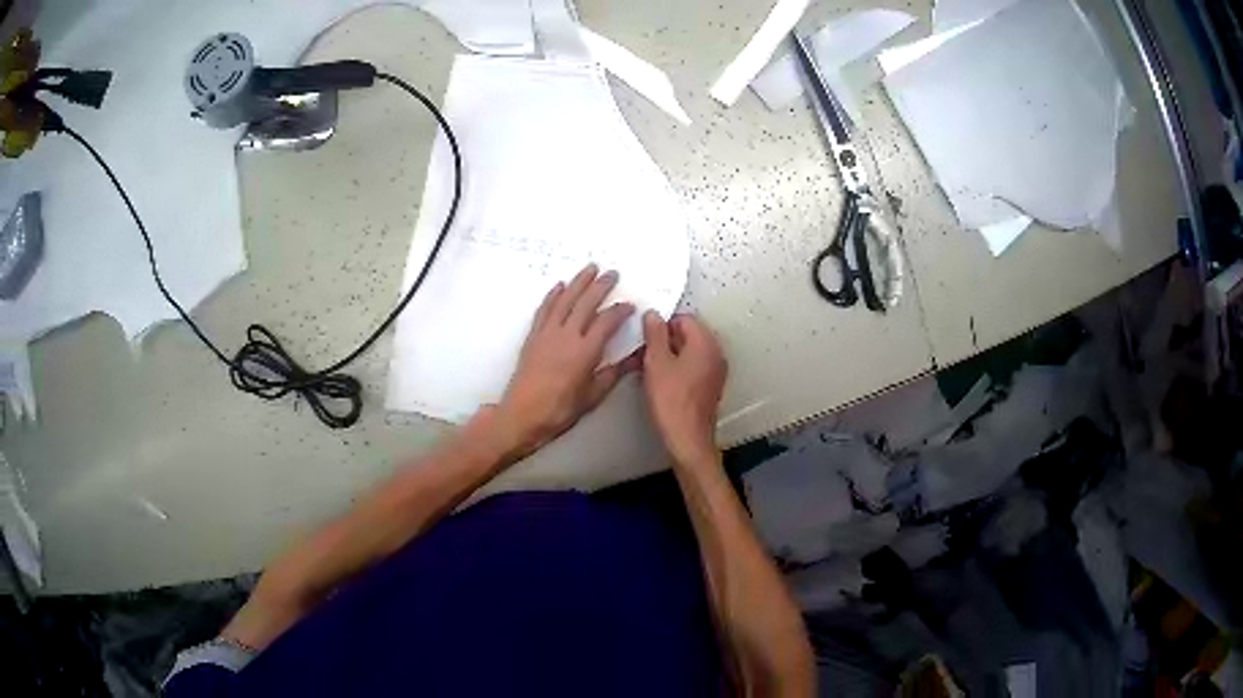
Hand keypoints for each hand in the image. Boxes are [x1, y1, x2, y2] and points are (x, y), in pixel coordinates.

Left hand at [490, 264, 638, 459]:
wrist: (523, 414)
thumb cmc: (560, 409)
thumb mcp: (593, 395)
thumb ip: (614, 373)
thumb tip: (636, 359)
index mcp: (585, 351)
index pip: (607, 322)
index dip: (620, 311)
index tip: (630, 305)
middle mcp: (566, 336)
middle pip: (586, 303)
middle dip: (601, 286)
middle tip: (612, 273)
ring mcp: (547, 333)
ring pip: (565, 300)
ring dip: (578, 282)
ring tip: (589, 268)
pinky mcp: (533, 336)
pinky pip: (544, 309)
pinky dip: (553, 295)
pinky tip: (559, 286)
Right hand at [641, 311, 727, 466]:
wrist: (687, 439)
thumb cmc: (673, 404)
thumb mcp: (656, 362)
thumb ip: (654, 334)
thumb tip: (653, 316)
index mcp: (705, 343)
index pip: (684, 318)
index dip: (661, 324)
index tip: (645, 334)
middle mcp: (715, 354)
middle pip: (687, 334)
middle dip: (664, 340)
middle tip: (643, 351)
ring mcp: (714, 372)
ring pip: (688, 352)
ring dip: (668, 355)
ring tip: (647, 367)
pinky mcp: (709, 387)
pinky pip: (691, 368)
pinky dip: (676, 369)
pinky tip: (658, 381)